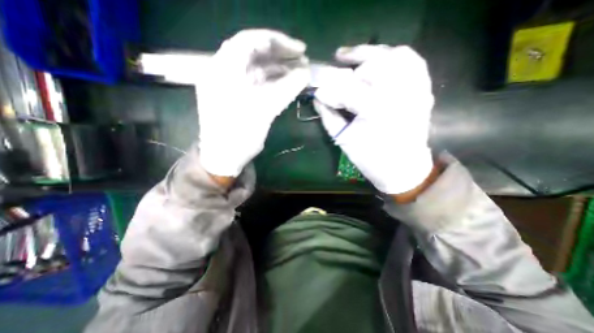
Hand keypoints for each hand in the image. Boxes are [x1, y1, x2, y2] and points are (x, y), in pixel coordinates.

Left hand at [196, 28, 312, 178]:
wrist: (223, 158)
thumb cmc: (239, 136)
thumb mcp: (264, 111)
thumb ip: (286, 89)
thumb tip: (306, 73)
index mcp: (223, 70)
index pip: (250, 41)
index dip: (277, 41)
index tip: (300, 49)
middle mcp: (223, 71)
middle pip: (254, 53)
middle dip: (280, 55)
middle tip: (302, 60)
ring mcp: (228, 84)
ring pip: (256, 69)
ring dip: (277, 69)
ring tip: (298, 72)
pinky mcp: (235, 96)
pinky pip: (254, 82)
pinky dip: (271, 81)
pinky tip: (286, 84)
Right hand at [315, 44, 435, 194]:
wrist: (403, 168)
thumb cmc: (371, 159)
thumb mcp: (344, 140)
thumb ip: (329, 116)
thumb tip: (318, 98)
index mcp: (376, 110)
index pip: (347, 88)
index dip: (329, 88)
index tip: (317, 90)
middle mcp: (399, 93)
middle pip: (371, 64)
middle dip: (348, 70)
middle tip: (335, 75)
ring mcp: (416, 88)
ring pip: (394, 55)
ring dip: (370, 55)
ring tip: (353, 60)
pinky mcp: (423, 90)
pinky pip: (413, 61)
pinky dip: (394, 56)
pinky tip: (379, 61)